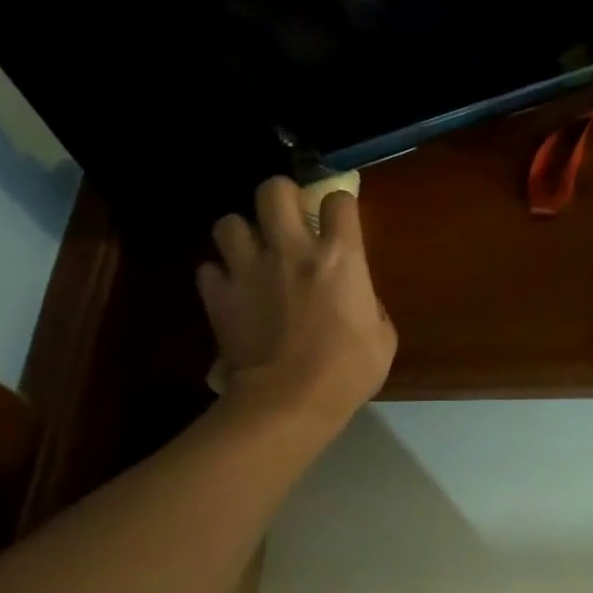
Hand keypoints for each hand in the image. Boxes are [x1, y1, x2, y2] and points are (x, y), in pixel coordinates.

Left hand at [197, 178, 396, 424]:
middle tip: (287, 218)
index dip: (340, 206)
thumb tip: (359, 301)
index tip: (340, 220)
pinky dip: (219, 276)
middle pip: (274, 190)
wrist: (289, 402)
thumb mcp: (383, 338)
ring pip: (229, 222)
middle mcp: (291, 249)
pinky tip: (231, 290)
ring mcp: (249, 269)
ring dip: (242, 234)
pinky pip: (209, 269)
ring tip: (250, 253)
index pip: (339, 200)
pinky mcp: (219, 296)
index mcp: (339, 256)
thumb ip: (371, 306)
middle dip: (281, 196)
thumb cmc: (347, 371)